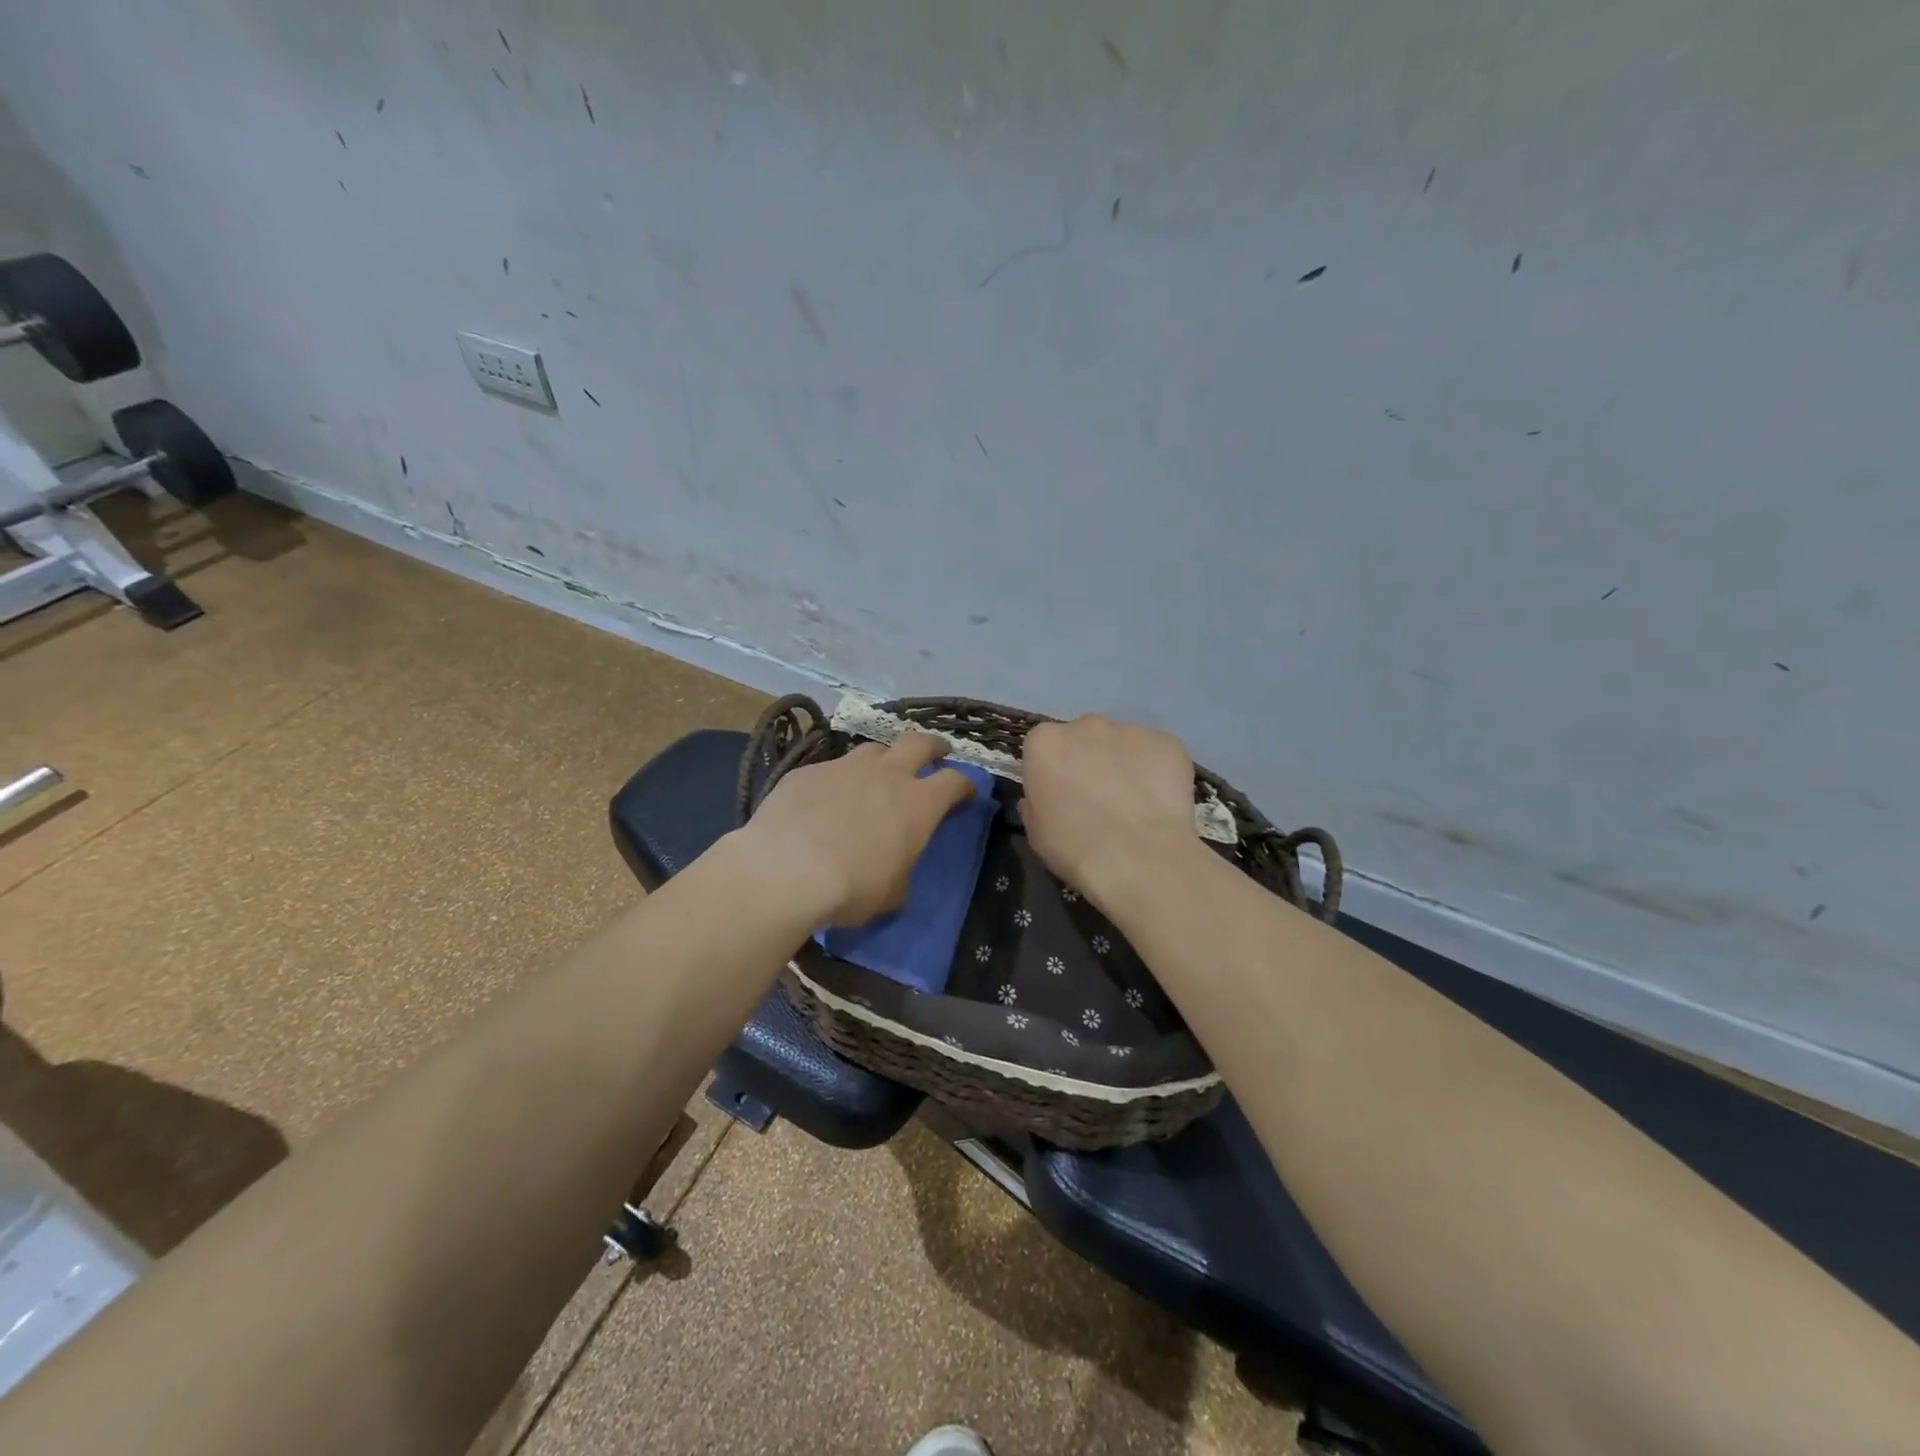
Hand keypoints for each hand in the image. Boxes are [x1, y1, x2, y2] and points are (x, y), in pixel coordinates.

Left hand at [739, 731, 975, 926]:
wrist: (786, 870)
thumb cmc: (852, 887)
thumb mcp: (892, 894)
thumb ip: (901, 871)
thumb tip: (895, 869)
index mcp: (919, 803)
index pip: (954, 781)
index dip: (963, 786)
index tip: (964, 795)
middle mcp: (886, 774)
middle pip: (919, 743)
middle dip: (933, 747)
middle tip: (935, 754)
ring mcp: (844, 767)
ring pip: (872, 750)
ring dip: (882, 760)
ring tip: (876, 776)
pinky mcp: (807, 772)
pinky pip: (830, 769)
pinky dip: (836, 781)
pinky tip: (824, 800)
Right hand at [1022, 715, 1202, 912]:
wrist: (1138, 859)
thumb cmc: (1074, 847)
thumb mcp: (1036, 831)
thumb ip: (1036, 803)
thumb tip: (1048, 795)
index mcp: (1045, 742)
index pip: (1044, 747)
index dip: (1053, 772)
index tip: (1061, 796)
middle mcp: (1086, 725)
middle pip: (1084, 738)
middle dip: (1089, 761)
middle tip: (1099, 799)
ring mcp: (1130, 730)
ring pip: (1123, 744)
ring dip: (1124, 765)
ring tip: (1135, 804)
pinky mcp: (1168, 742)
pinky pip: (1157, 753)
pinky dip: (1157, 772)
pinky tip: (1159, 802)